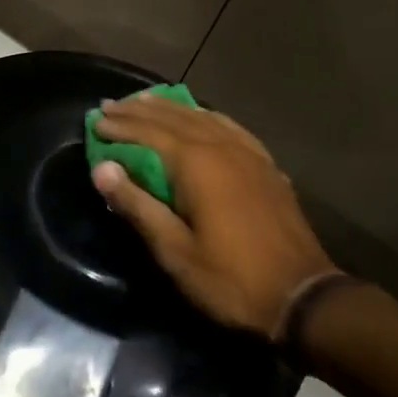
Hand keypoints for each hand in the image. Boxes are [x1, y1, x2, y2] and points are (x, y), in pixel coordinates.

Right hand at [90, 94, 338, 340]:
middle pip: (173, 118)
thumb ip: (138, 205)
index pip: (148, 133)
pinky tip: (201, 115)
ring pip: (202, 117)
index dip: (120, 126)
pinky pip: (229, 126)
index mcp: (196, 164)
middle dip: (139, 111)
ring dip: (170, 108)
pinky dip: (205, 115)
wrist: (302, 296)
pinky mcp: (265, 164)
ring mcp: (248, 153)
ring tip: (146, 100)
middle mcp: (221, 147)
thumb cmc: (230, 279)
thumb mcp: (174, 251)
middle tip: (111, 105)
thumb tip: (102, 169)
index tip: (95, 121)